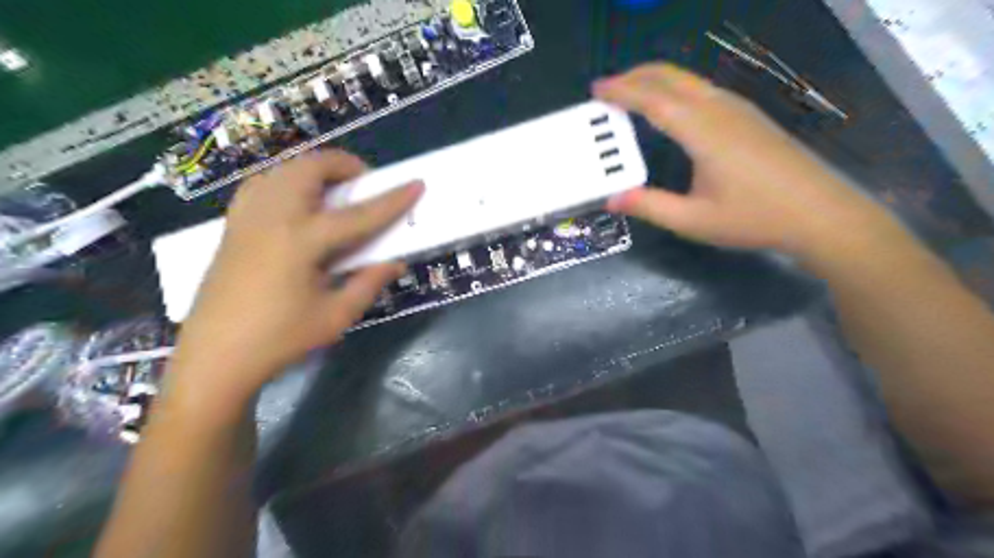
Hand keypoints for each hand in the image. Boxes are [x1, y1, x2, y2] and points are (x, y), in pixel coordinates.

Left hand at [168, 151, 421, 404]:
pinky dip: (285, 181)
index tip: (417, 183)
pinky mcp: (232, 227)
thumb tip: (396, 263)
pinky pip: (261, 185)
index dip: (392, 200)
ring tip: (332, 190)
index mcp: (301, 242)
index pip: (358, 214)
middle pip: (309, 169)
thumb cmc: (280, 340)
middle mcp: (272, 218)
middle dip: (343, 165)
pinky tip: (296, 204)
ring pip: (282, 170)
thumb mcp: (335, 316)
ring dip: (313, 170)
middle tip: (363, 184)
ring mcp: (247, 218)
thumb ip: (368, 283)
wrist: (214, 358)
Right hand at [594, 60, 888, 257]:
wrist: (820, 213)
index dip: (622, 92)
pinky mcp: (749, 117)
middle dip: (636, 76)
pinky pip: (703, 90)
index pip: (653, 100)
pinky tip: (670, 108)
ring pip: (689, 80)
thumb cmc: (754, 218)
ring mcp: (738, 110)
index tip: (597, 89)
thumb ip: (649, 206)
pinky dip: (675, 90)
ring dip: (656, 80)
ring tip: (631, 94)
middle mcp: (719, 110)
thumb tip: (611, 198)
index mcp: (703, 131)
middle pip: (671, 78)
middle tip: (607, 87)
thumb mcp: (693, 220)